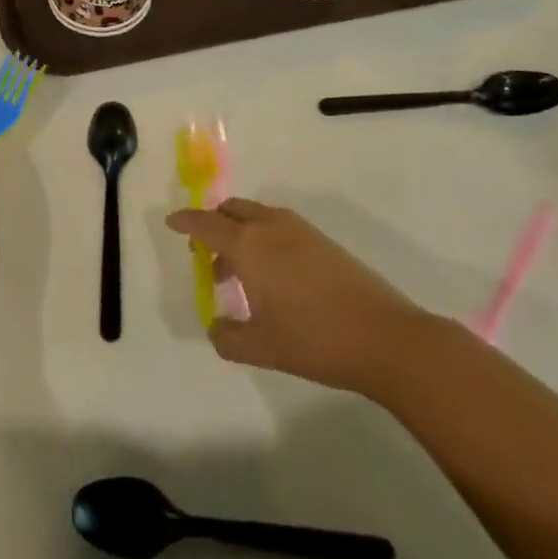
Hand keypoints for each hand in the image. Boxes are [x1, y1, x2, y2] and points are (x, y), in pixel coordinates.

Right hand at [165, 198, 429, 397]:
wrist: (386, 338)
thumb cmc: (314, 339)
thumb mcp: (261, 347)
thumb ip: (228, 338)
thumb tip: (216, 328)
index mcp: (248, 245)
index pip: (206, 224)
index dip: (185, 222)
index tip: (172, 223)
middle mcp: (270, 226)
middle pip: (231, 211)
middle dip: (213, 226)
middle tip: (206, 256)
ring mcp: (301, 231)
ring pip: (257, 217)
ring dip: (240, 234)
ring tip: (238, 274)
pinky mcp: (323, 242)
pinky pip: (279, 227)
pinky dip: (263, 239)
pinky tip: (272, 277)